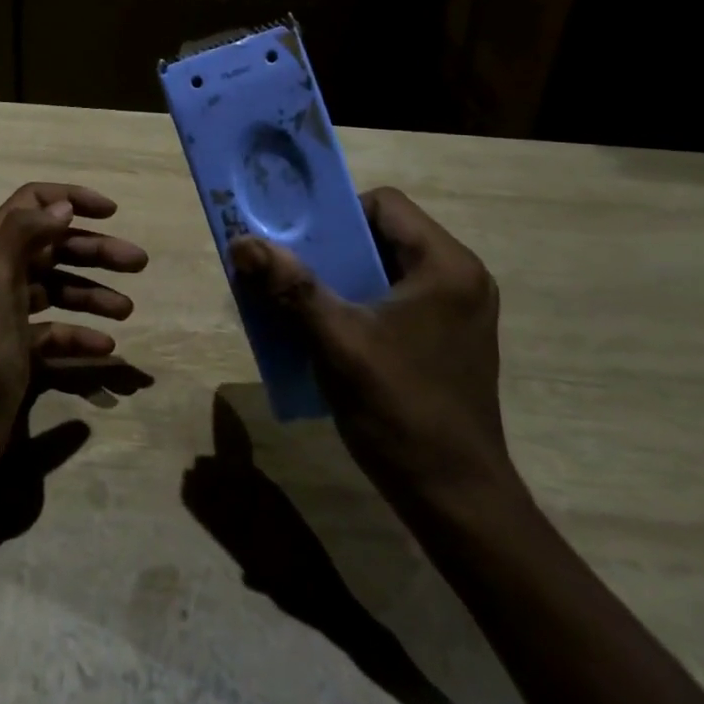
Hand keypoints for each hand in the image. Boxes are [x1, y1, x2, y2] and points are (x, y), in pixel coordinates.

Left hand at [0, 182, 147, 464]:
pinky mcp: (23, 344)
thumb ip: (24, 232)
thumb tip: (63, 208)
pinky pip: (60, 329)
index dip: (72, 199)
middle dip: (98, 250)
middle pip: (57, 245)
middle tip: (139, 263)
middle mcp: (3, 270)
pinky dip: (83, 334)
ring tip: (127, 310)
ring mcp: (13, 309)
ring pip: (63, 287)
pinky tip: (105, 346)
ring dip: (97, 293)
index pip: (34, 201)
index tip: (110, 212)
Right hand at [228, 187, 516, 513]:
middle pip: (385, 233)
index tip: (301, 243)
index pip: (384, 204)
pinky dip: (361, 302)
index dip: (337, 214)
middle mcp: (460, 276)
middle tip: (291, 269)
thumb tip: (243, 242)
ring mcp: (459, 309)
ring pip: (388, 267)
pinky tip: (332, 330)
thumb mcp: (339, 344)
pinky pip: (397, 297)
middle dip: (333, 248)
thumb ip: (292, 288)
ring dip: (343, 277)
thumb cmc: (402, 412)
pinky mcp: (451, 336)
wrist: (457, 500)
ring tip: (303, 300)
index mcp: (446, 266)